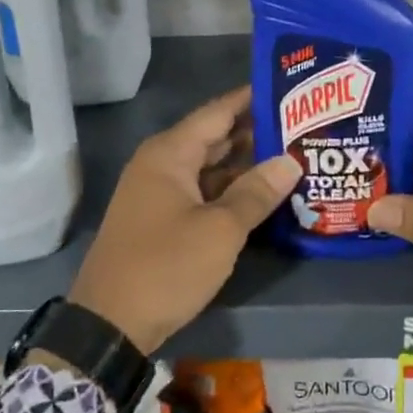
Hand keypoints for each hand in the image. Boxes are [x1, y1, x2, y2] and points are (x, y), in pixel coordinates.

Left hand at [69, 86, 300, 353]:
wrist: (109, 324)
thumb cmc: (165, 267)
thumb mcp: (220, 230)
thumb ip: (256, 192)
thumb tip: (290, 160)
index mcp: (170, 153)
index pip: (218, 111)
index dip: (252, 99)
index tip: (289, 87)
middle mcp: (161, 164)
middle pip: (214, 137)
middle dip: (255, 132)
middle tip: (303, 125)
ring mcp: (159, 192)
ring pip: (209, 167)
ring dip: (245, 164)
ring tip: (292, 156)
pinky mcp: (161, 219)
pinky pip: (201, 192)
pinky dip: (229, 190)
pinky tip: (262, 194)